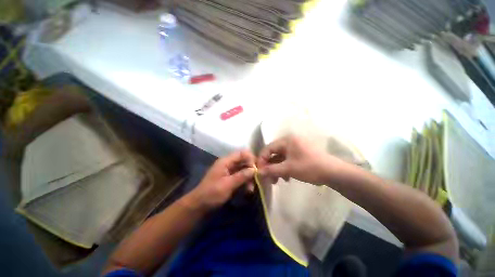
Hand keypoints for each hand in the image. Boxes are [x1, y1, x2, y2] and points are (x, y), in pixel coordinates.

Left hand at [186, 150, 255, 210]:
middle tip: (256, 179)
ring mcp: (228, 171)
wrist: (199, 205)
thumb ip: (241, 176)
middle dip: (251, 169)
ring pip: (243, 169)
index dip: (250, 159)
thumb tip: (254, 169)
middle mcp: (228, 164)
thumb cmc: (212, 193)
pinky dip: (245, 181)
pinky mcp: (229, 178)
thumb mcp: (228, 184)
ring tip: (251, 189)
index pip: (242, 153)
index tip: (256, 169)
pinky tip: (247, 190)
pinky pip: (240, 176)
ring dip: (248, 177)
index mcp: (225, 161)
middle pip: (243, 161)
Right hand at [257, 135, 346, 184]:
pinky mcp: (299, 154)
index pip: (268, 148)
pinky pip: (287, 160)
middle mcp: (289, 142)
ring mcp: (295, 148)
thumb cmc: (309, 167)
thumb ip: (271, 170)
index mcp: (286, 141)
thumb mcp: (288, 169)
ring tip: (276, 181)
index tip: (259, 171)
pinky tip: (286, 178)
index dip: (262, 160)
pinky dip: (284, 168)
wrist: (333, 172)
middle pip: (274, 154)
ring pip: (280, 158)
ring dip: (277, 169)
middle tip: (267, 178)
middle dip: (270, 167)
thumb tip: (258, 172)